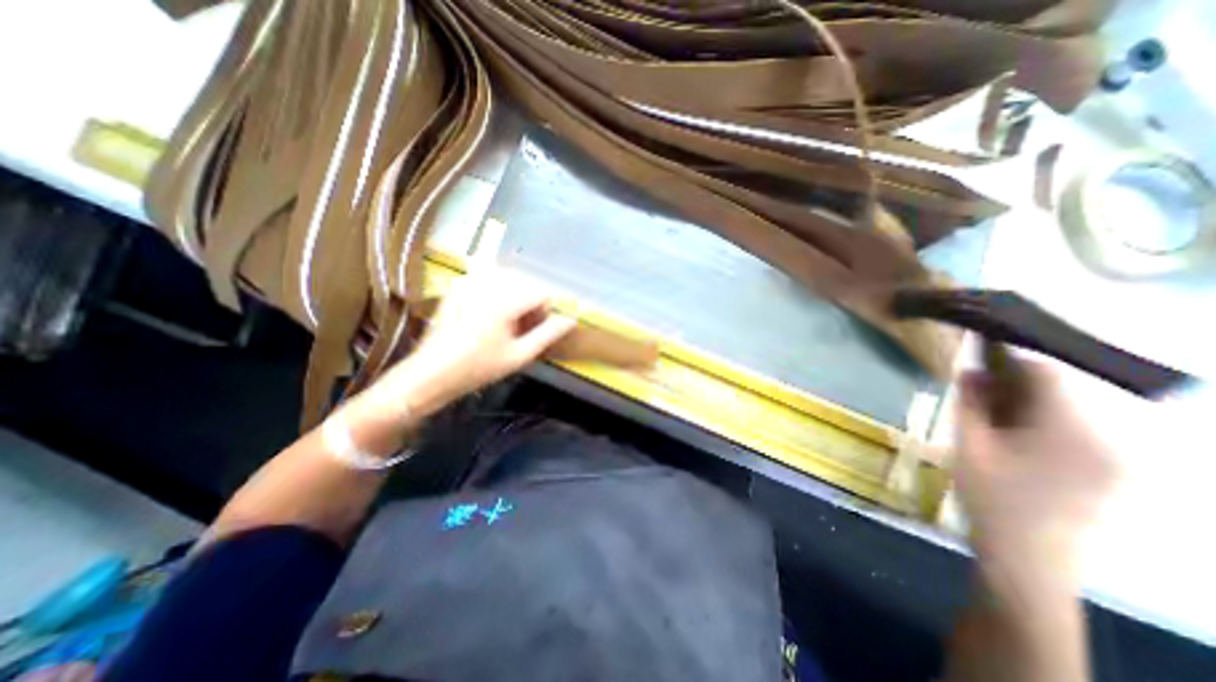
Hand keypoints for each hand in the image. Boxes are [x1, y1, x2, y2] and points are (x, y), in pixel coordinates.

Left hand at [380, 273, 576, 414]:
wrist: (430, 373)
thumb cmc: (478, 368)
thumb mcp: (519, 355)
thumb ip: (548, 334)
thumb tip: (571, 319)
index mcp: (503, 301)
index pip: (541, 291)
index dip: (546, 310)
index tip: (538, 328)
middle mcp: (487, 284)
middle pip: (526, 281)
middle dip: (531, 302)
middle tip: (524, 327)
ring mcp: (470, 282)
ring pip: (509, 278)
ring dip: (517, 295)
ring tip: (509, 321)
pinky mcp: (459, 285)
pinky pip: (489, 278)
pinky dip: (499, 291)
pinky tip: (491, 313)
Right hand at [956, 363, 1115, 581]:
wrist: (1026, 559)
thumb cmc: (990, 499)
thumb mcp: (969, 446)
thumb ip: (970, 404)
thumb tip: (969, 369)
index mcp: (1069, 431)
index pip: (1045, 374)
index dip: (1008, 358)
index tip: (975, 356)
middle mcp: (1104, 439)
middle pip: (1055, 392)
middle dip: (1010, 384)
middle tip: (971, 389)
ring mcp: (1110, 458)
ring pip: (1060, 411)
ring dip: (1020, 404)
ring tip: (983, 415)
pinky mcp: (1104, 471)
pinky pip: (1068, 431)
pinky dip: (1034, 423)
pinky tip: (1005, 436)